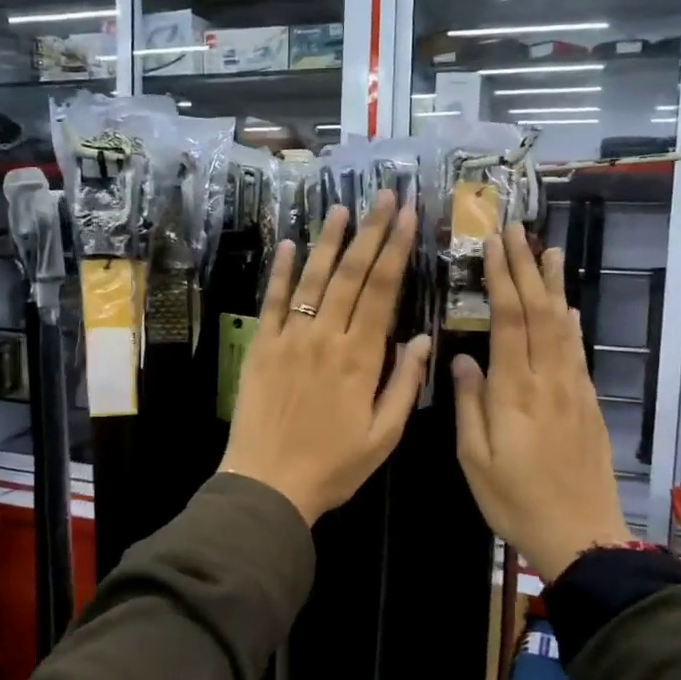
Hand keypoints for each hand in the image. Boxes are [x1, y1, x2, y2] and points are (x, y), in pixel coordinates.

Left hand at [220, 191, 431, 525]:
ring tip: (342, 208)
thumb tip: (420, 338)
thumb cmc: (332, 466)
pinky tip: (287, 244)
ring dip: (328, 241)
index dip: (396, 250)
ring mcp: (289, 338)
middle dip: (370, 231)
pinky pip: (271, 302)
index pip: (382, 291)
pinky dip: (278, 272)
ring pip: (312, 279)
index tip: (407, 217)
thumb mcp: (383, 436)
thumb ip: (403, 384)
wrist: (267, 484)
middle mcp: (325, 337)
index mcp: (360, 358)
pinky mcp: (261, 347)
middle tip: (384, 196)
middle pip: (352, 274)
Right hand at [451, 224, 629, 583]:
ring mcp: (573, 388)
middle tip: (515, 230)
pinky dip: (570, 321)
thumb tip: (461, 357)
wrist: (581, 534)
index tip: (494, 244)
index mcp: (515, 390)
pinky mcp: (587, 402)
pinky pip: (577, 350)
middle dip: (526, 267)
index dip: (502, 277)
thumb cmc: (516, 500)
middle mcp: (548, 379)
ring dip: (553, 284)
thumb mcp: (475, 458)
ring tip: (547, 250)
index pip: (509, 319)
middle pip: (539, 311)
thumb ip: (469, 403)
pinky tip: (566, 307)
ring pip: (563, 324)